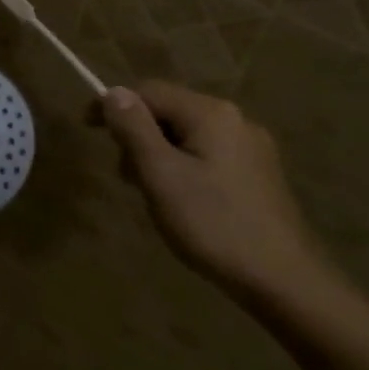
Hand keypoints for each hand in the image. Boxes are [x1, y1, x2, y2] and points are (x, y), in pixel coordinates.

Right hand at [97, 80, 330, 301]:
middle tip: (125, 178)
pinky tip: (183, 202)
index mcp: (211, 113)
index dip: (112, 105)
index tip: (86, 130)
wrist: (282, 278)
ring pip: (188, 135)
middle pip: (169, 111)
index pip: (149, 91)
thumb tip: (113, 92)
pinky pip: (208, 154)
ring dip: (159, 154)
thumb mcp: (160, 175)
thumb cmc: (212, 224)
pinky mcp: (259, 173)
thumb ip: (134, 129)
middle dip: (138, 136)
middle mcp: (235, 119)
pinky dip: (183, 167)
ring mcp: (252, 146)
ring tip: (153, 195)